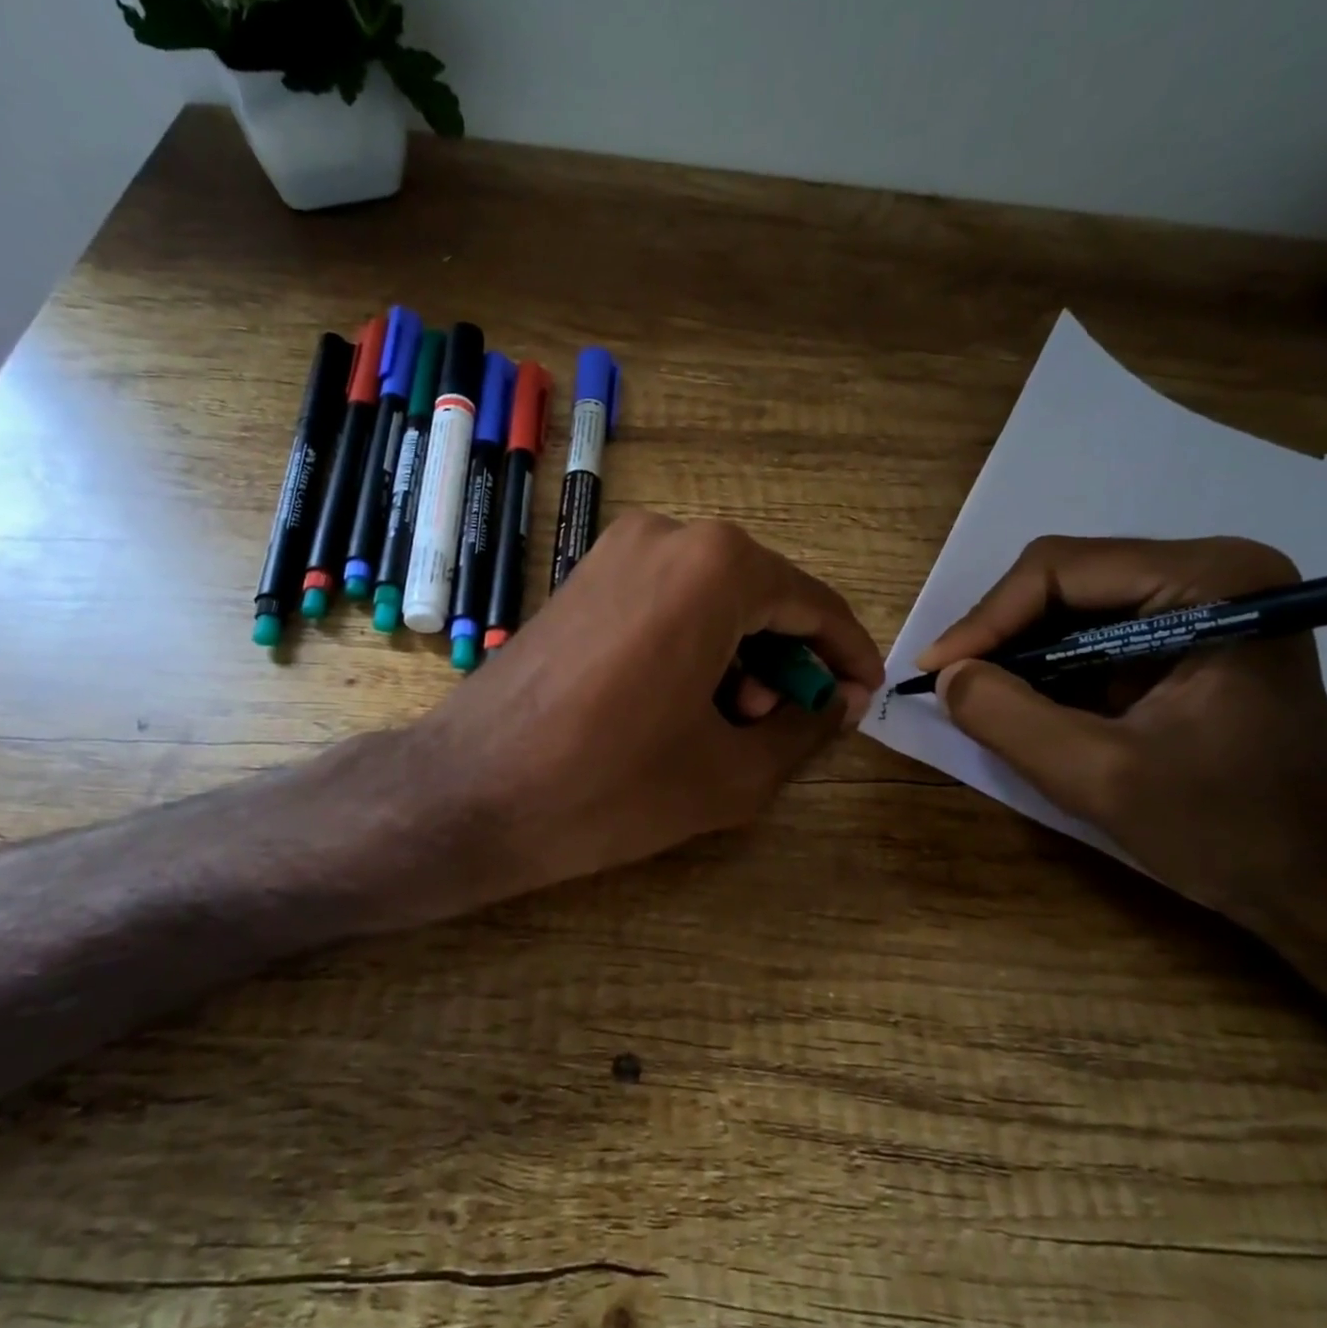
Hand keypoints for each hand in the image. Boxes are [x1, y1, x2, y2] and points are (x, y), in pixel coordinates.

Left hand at [412, 512, 883, 898]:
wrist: (466, 792)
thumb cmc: (608, 785)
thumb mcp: (732, 773)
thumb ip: (804, 729)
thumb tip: (834, 702)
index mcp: (716, 567)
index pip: (814, 605)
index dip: (848, 659)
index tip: (860, 706)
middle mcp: (667, 535)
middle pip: (760, 598)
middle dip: (782, 662)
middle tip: (768, 729)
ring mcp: (614, 549)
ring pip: (711, 599)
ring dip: (734, 657)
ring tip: (715, 726)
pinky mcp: (580, 577)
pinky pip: (664, 602)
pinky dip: (689, 645)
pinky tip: (670, 704)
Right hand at [914, 536, 1326, 929]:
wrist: (1318, 883)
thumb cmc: (1226, 828)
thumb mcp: (1100, 777)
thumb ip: (1007, 718)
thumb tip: (946, 676)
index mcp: (1212, 581)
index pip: (1059, 569)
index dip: (986, 619)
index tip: (935, 672)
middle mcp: (1208, 570)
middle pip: (1060, 578)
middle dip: (998, 634)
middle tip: (951, 685)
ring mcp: (1197, 601)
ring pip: (1065, 604)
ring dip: (1016, 652)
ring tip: (980, 697)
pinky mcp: (1181, 635)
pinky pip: (1085, 632)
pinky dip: (1043, 667)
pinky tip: (1023, 704)